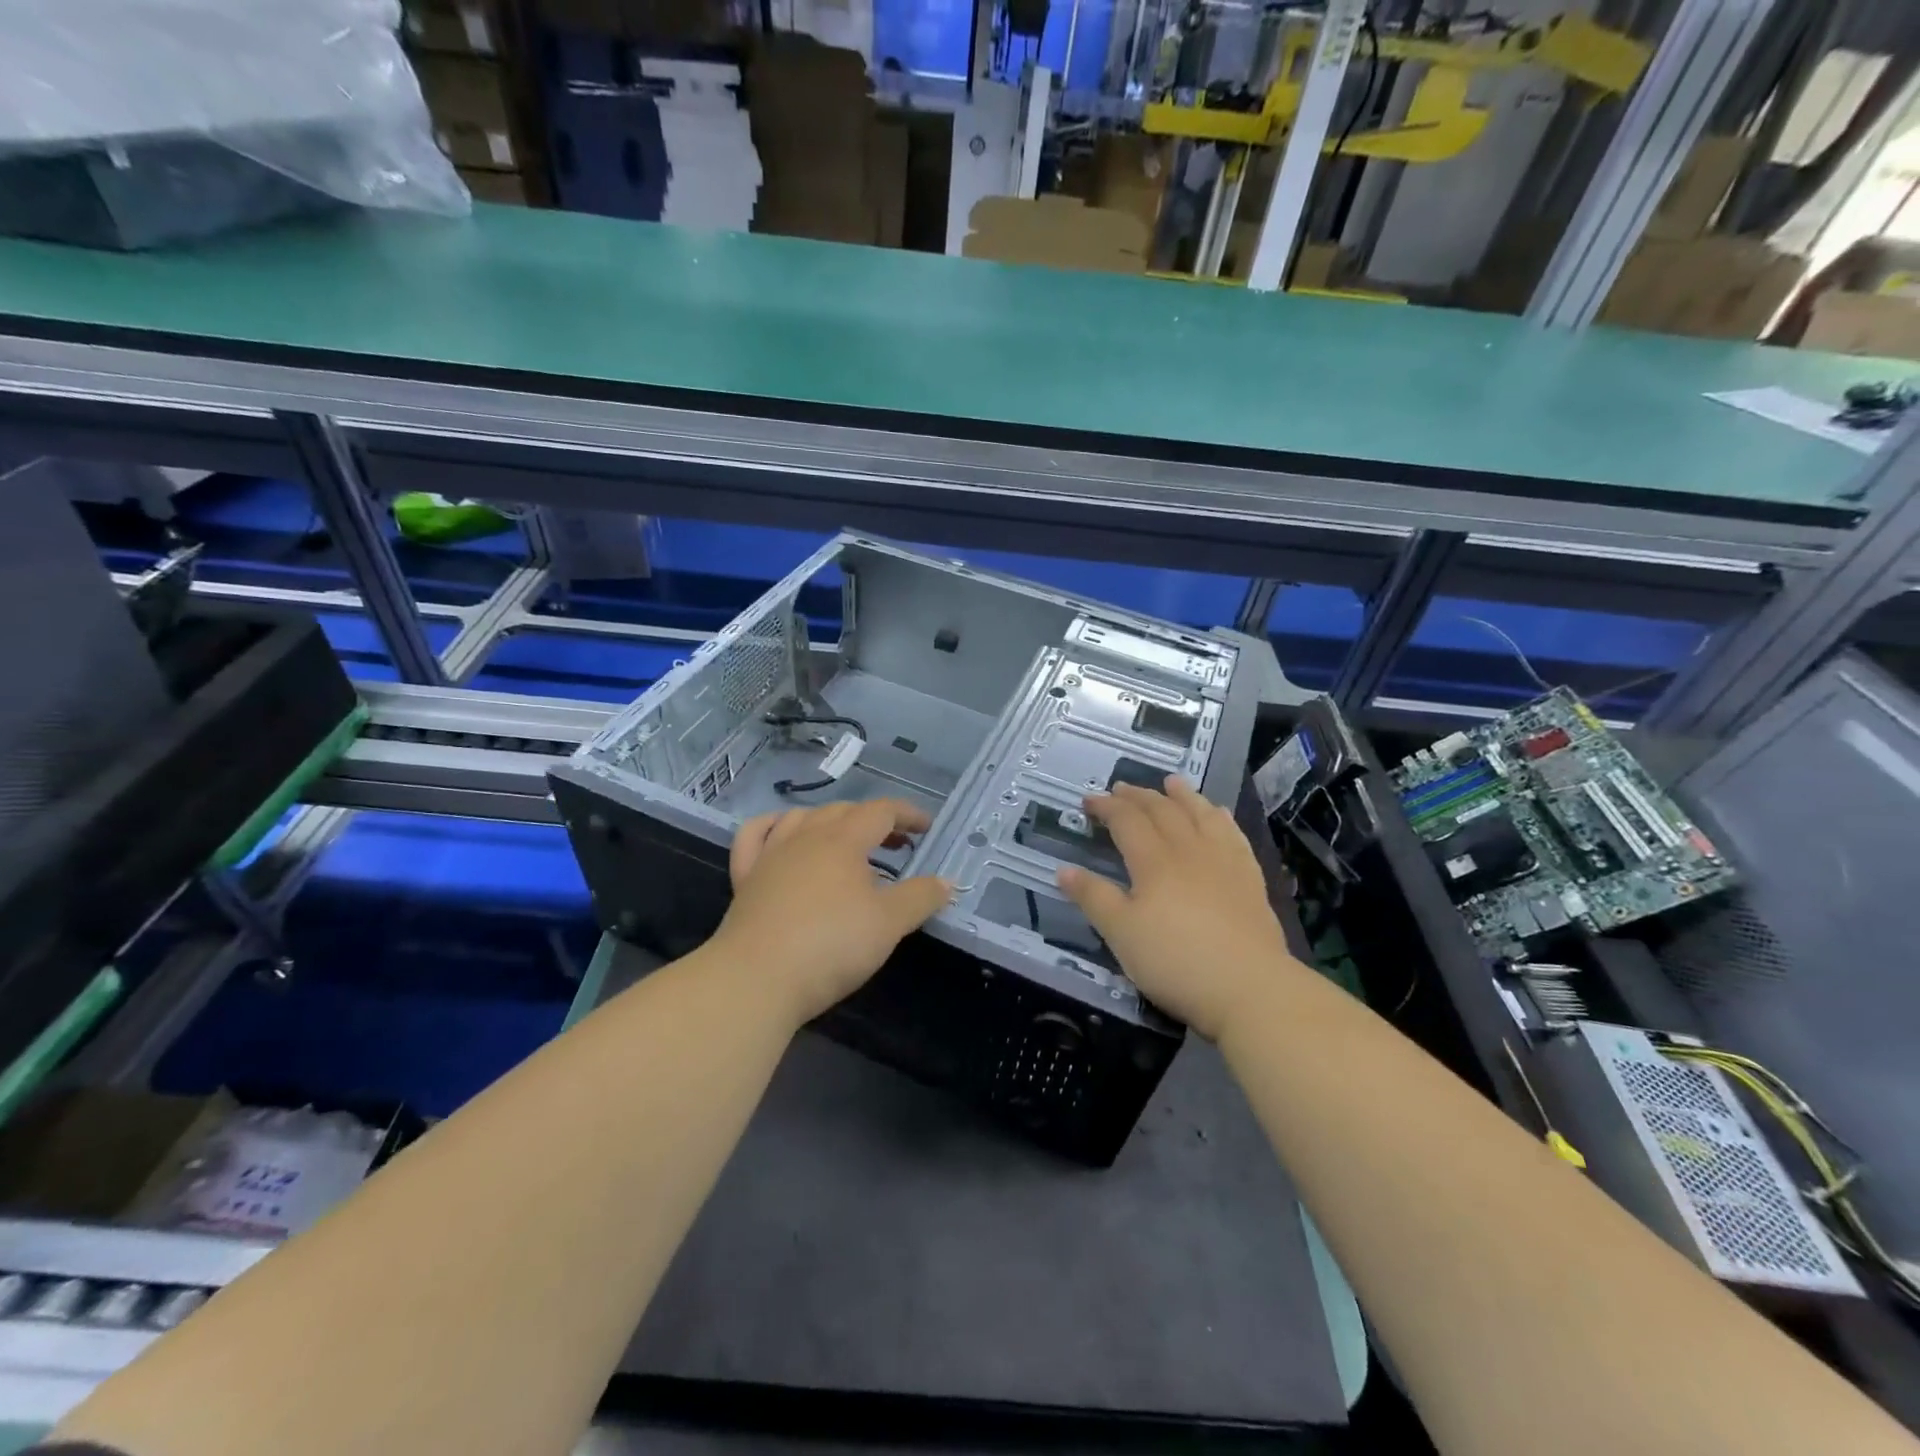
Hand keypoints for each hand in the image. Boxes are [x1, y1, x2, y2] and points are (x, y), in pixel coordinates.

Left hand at [713, 799, 952, 1025]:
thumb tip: (946, 882)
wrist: (756, 979)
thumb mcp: (889, 924)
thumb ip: (921, 898)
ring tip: (846, 841)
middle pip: (844, 812)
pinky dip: (773, 827)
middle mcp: (806, 837)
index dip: (908, 815)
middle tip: (897, 844)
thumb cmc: (831, 945)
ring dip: (830, 821)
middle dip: (874, 821)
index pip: (881, 811)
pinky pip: (755, 837)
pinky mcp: (745, 878)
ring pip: (801, 818)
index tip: (927, 829)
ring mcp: (770, 855)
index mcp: (843, 841)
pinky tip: (781, 835)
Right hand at [1057, 778, 1302, 1040]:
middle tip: (1121, 787)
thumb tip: (1064, 870)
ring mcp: (1224, 862)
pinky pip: (1233, 835)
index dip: (1106, 807)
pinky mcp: (1250, 879)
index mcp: (1154, 862)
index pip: (1127, 821)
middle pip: (1163, 811)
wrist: (1250, 988)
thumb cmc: (1176, 961)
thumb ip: (1093, 898)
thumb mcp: (1121, 934)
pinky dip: (1220, 818)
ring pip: (1201, 815)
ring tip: (1172, 781)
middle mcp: (1189, 851)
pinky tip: (1219, 814)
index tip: (1089, 800)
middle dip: (1139, 796)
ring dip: (1183, 795)